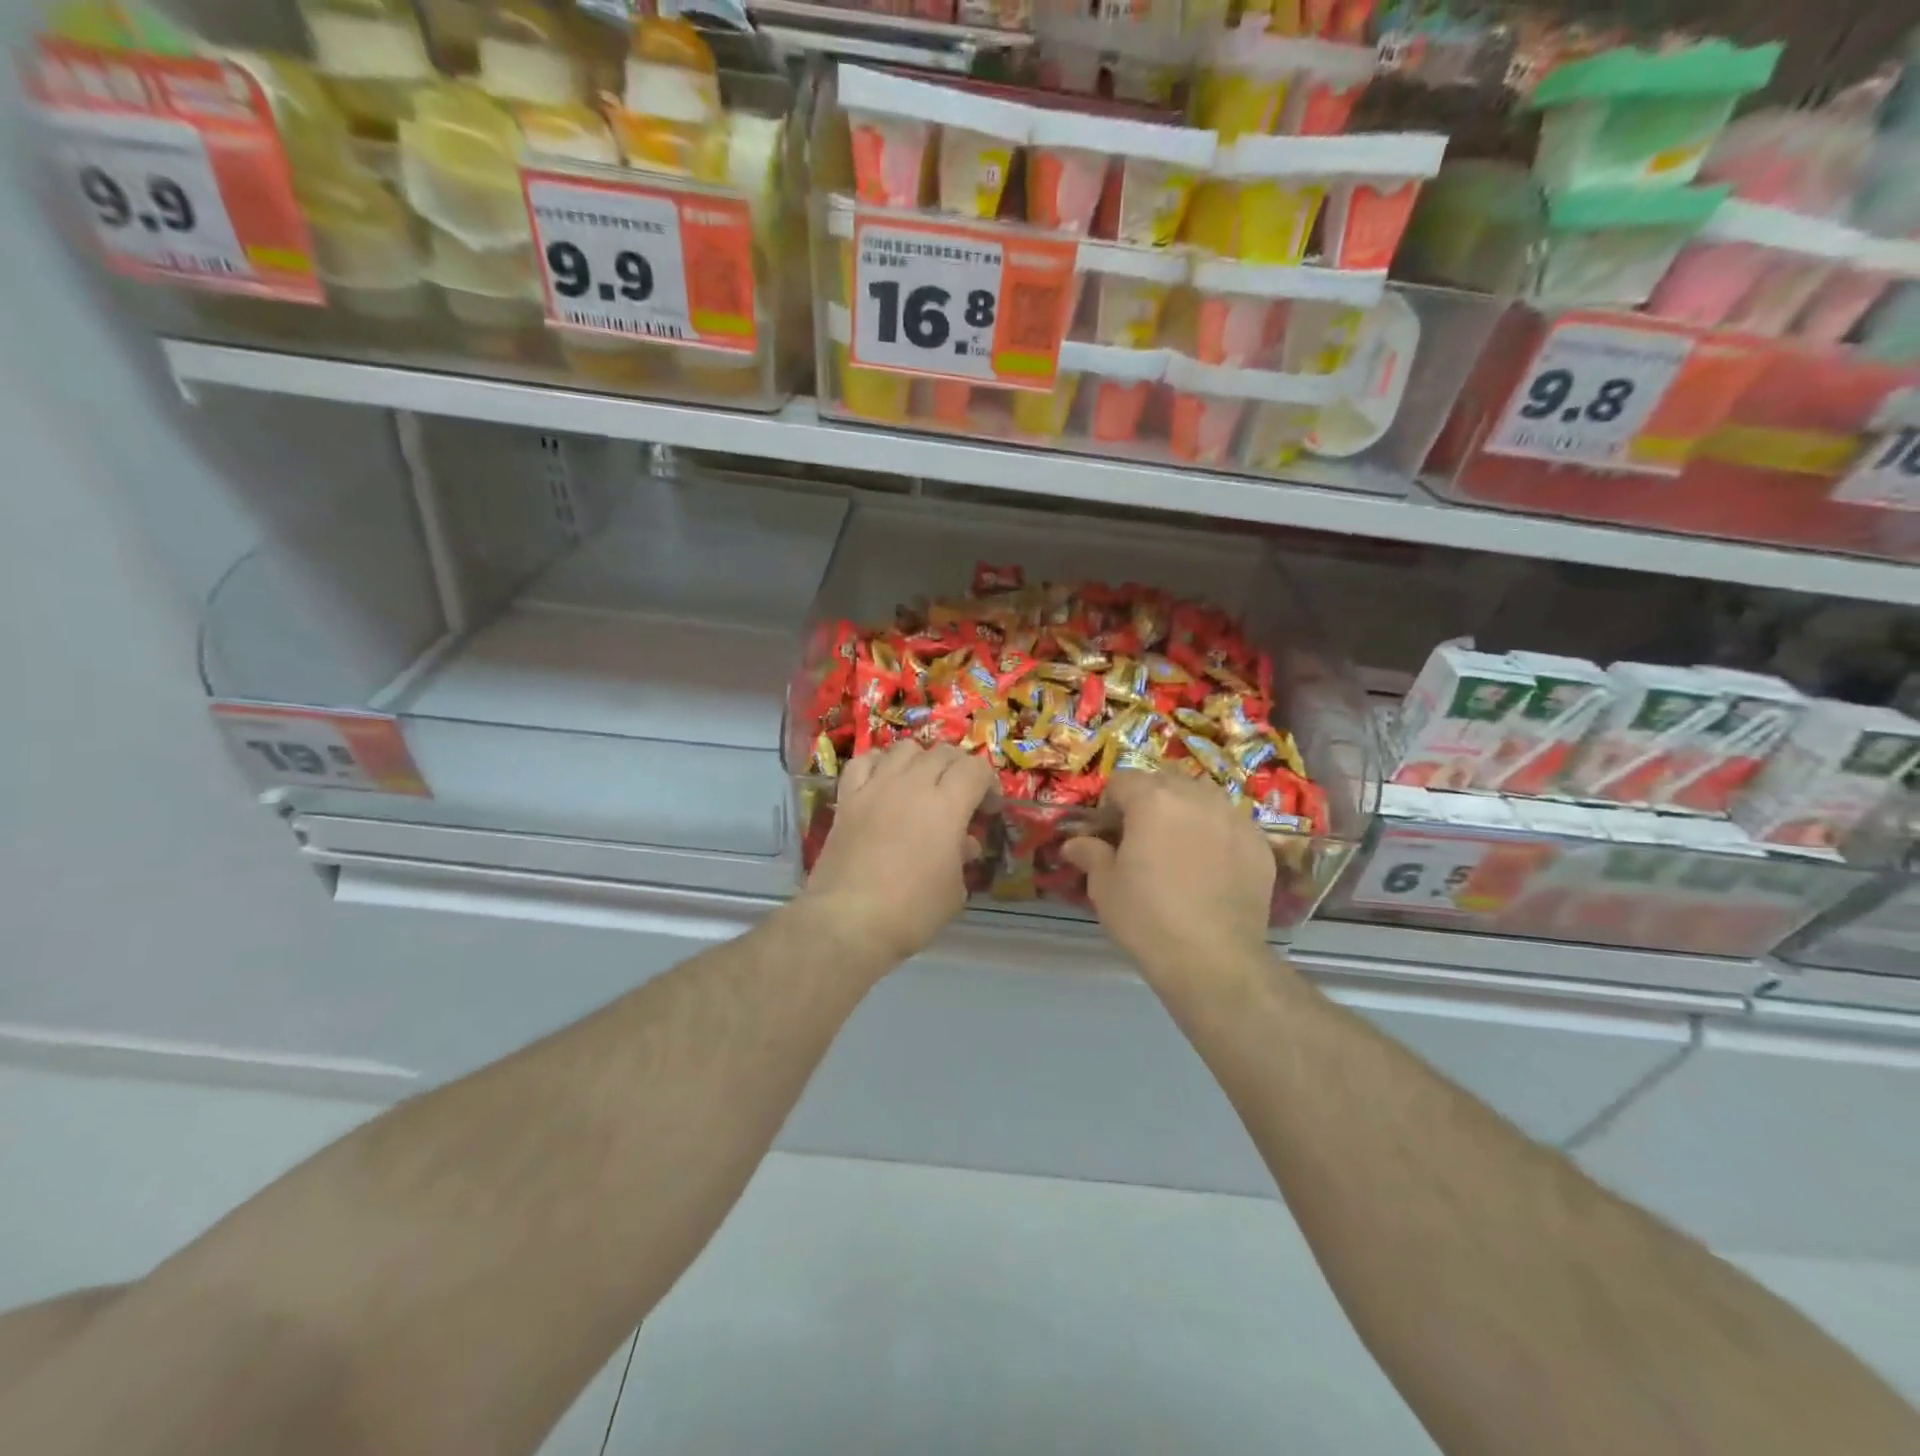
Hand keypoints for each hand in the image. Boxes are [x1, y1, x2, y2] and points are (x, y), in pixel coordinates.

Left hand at [803, 742, 996, 964]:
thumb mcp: (954, 891)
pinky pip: (864, 761)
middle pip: (943, 753)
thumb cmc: (912, 911)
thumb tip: (962, 843)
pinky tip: (883, 781)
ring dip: (921, 760)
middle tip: (960, 796)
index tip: (988, 809)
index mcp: (948, 805)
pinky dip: (879, 764)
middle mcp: (913, 784)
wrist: (849, 921)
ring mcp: (876, 787)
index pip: (976, 769)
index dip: (988, 784)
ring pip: (904, 748)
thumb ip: (961, 858)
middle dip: (959, 769)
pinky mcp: (847, 797)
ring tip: (921, 784)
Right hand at [1062, 772, 1274, 977]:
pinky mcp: (1260, 844)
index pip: (1123, 780)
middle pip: (1166, 781)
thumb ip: (1091, 854)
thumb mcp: (1105, 888)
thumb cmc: (1148, 918)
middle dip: (1150, 801)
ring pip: (1203, 798)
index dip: (1111, 804)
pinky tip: (1212, 868)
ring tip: (1180, 848)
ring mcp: (1234, 818)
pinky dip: (1217, 835)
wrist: (1214, 959)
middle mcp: (1196, 797)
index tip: (1109, 833)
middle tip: (1143, 839)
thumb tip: (1074, 844)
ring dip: (1187, 812)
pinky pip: (1231, 825)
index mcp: (1153, 800)